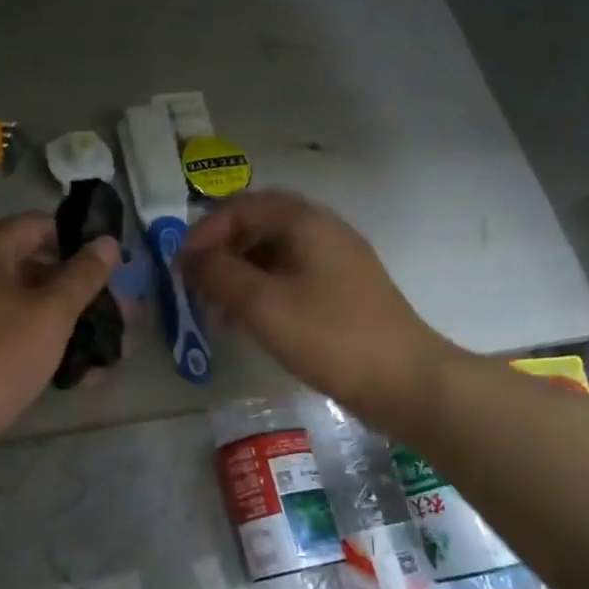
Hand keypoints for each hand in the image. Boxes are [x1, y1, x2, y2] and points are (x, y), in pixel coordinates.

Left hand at [0, 213, 117, 454]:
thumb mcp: (50, 312)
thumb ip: (82, 276)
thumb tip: (107, 241)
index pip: (42, 226)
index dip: (81, 242)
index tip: (118, 267)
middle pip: (37, 270)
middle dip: (83, 293)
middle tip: (125, 317)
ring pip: (27, 311)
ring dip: (69, 327)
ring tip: (113, 352)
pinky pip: (11, 341)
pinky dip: (44, 351)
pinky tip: (81, 377)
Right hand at [180, 191, 461, 416]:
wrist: (406, 381)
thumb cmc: (330, 337)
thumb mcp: (263, 305)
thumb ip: (220, 275)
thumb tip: (190, 258)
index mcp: (306, 223)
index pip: (242, 206)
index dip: (206, 230)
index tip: (183, 265)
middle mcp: (323, 231)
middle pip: (259, 225)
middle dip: (222, 250)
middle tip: (197, 282)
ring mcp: (337, 262)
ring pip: (275, 252)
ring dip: (240, 272)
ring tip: (217, 306)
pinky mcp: (343, 291)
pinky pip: (292, 276)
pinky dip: (263, 289)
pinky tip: (249, 320)